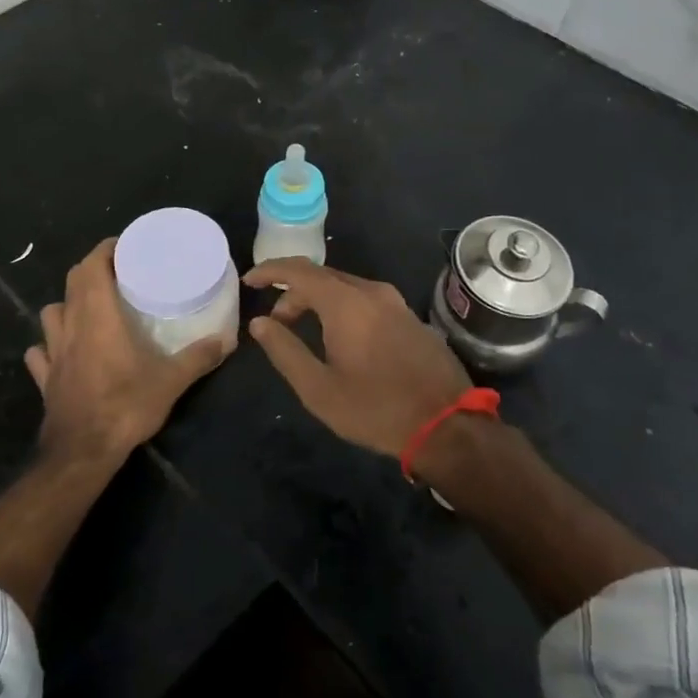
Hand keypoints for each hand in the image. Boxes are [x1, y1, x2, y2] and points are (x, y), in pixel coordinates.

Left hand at [24, 239, 231, 462]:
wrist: (82, 452)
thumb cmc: (125, 406)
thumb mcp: (171, 381)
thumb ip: (198, 357)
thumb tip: (227, 339)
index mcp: (99, 316)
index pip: (92, 266)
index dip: (104, 250)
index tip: (123, 245)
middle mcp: (72, 326)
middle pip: (72, 283)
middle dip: (90, 270)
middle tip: (115, 272)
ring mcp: (53, 352)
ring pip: (50, 314)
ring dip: (66, 304)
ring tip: (87, 308)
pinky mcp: (45, 378)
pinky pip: (40, 353)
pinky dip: (48, 346)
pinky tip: (60, 351)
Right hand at [242, 259, 471, 456]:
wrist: (448, 426)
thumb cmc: (376, 409)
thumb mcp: (319, 389)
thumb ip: (285, 351)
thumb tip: (260, 323)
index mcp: (346, 303)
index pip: (299, 271)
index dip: (270, 271)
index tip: (249, 281)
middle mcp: (372, 292)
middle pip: (322, 277)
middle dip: (293, 292)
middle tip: (277, 322)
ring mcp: (396, 303)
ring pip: (346, 287)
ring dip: (319, 300)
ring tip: (304, 330)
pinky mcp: (411, 317)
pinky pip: (367, 299)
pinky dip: (343, 307)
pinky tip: (341, 336)